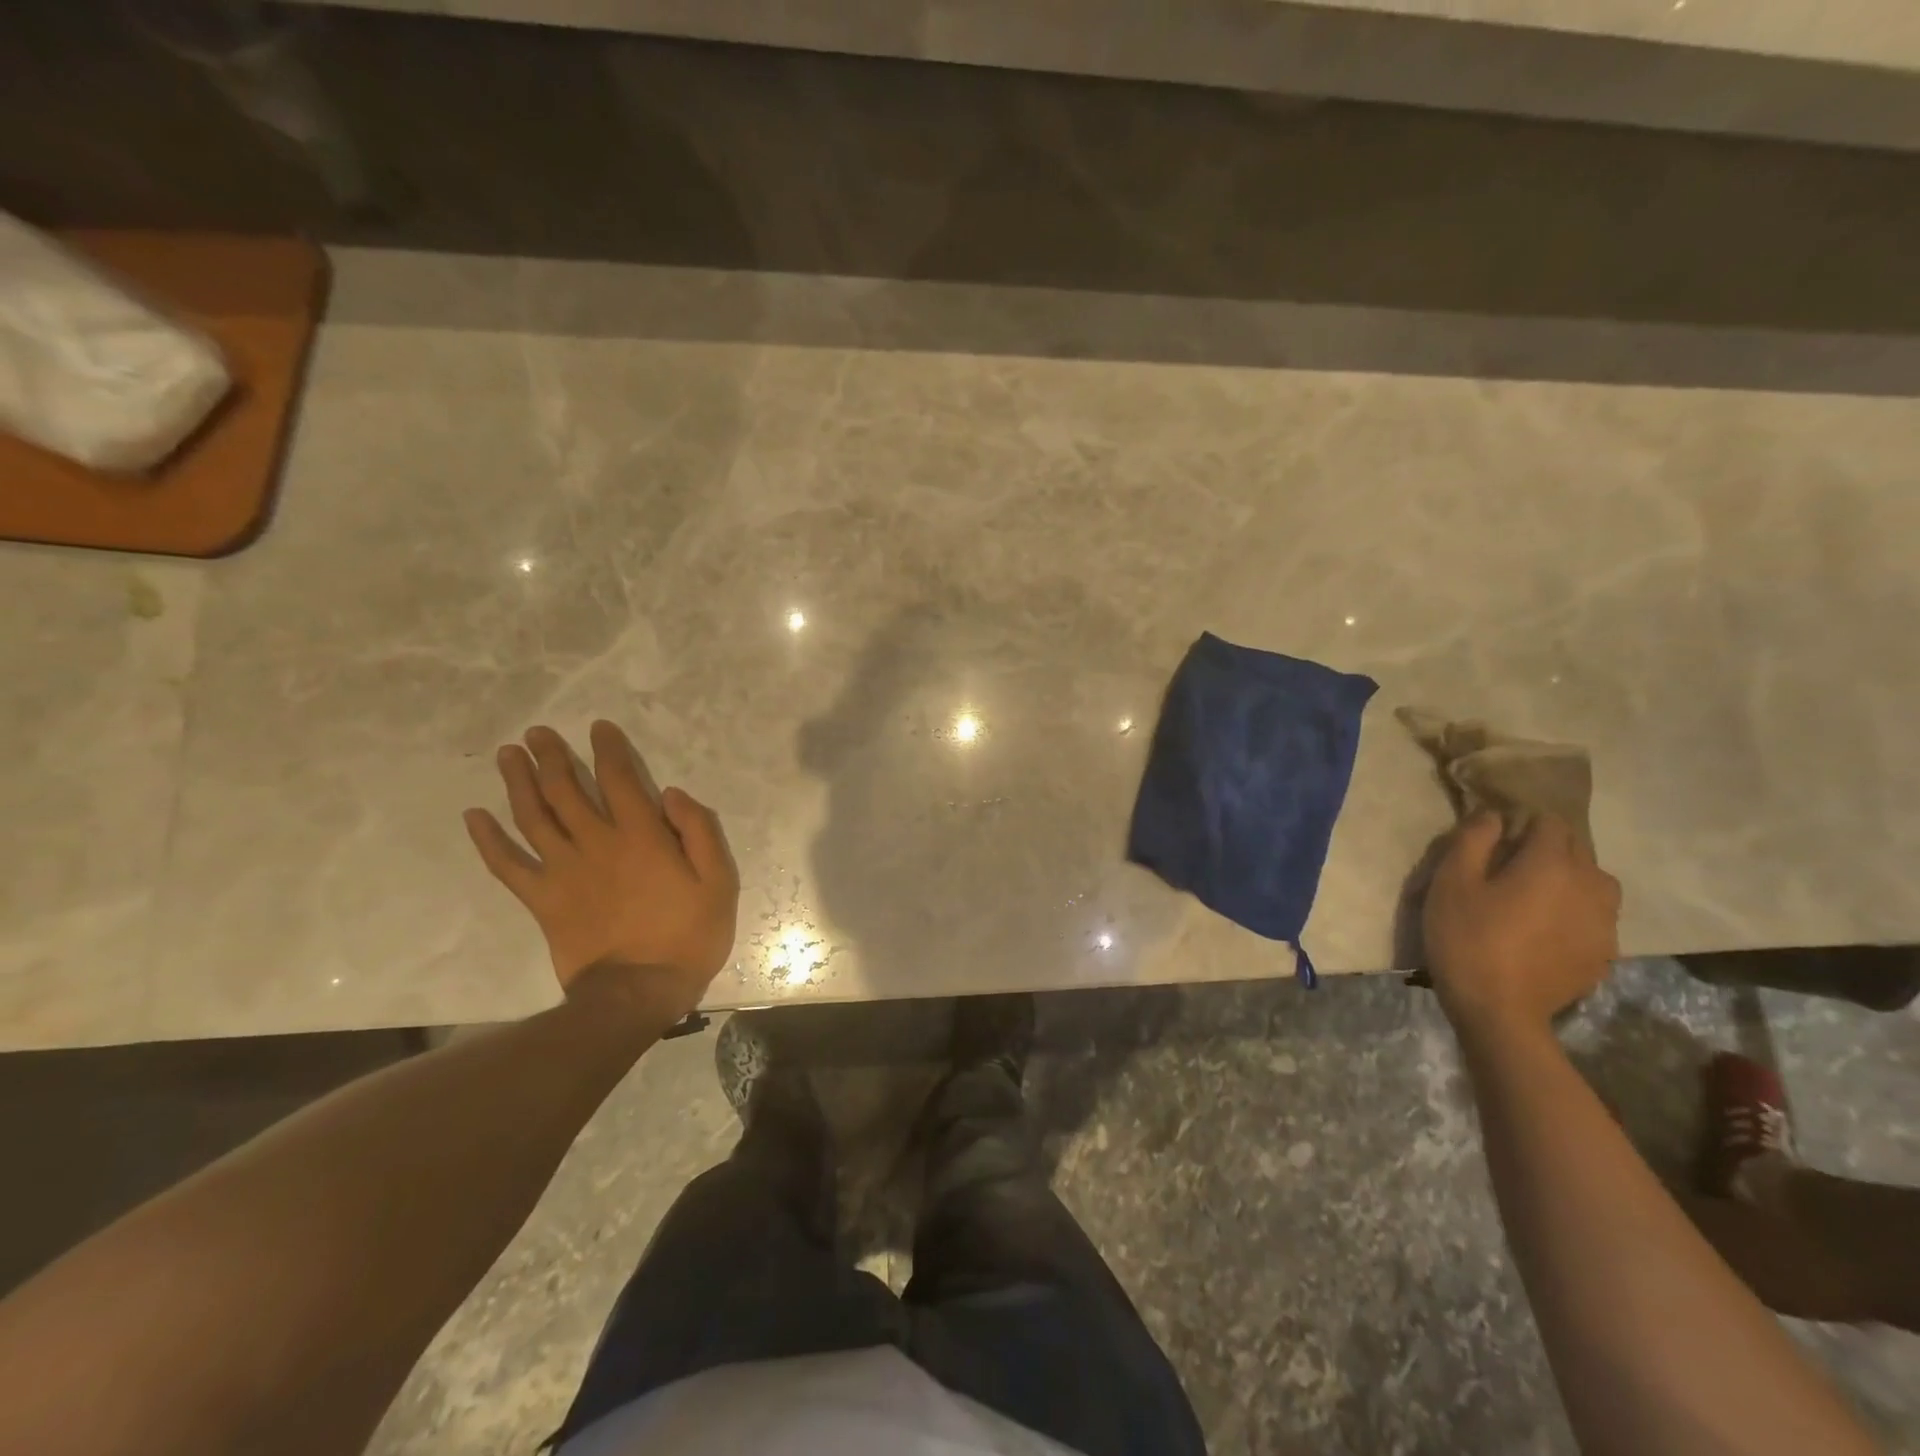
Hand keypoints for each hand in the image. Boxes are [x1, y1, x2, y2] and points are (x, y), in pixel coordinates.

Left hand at [463, 721, 738, 1023]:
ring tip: (508, 755)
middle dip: (551, 756)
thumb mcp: (719, 881)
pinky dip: (488, 839)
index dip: (608, 749)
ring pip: (533, 816)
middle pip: (566, 790)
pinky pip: (507, 865)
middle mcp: (597, 843)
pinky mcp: (542, 899)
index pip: (620, 779)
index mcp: (642, 836)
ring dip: (518, 782)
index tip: (598, 728)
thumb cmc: (688, 935)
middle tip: (536, 733)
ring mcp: (563, 871)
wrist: (640, 992)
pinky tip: (474, 816)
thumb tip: (671, 793)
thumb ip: (699, 832)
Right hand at [1422, 812, 1620, 1035]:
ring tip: (1533, 898)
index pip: (1550, 823)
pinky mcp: (1605, 952)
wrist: (1499, 1010)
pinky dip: (1575, 912)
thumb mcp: (1451, 882)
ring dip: (1568, 880)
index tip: (1494, 842)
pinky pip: (1596, 916)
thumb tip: (1494, 815)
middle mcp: (1591, 885)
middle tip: (1506, 869)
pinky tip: (1544, 931)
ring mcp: (1605, 922)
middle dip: (1546, 850)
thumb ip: (1473, 840)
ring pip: (1594, 883)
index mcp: (1552, 863)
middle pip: (1576, 850)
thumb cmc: (1467, 937)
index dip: (1521, 825)